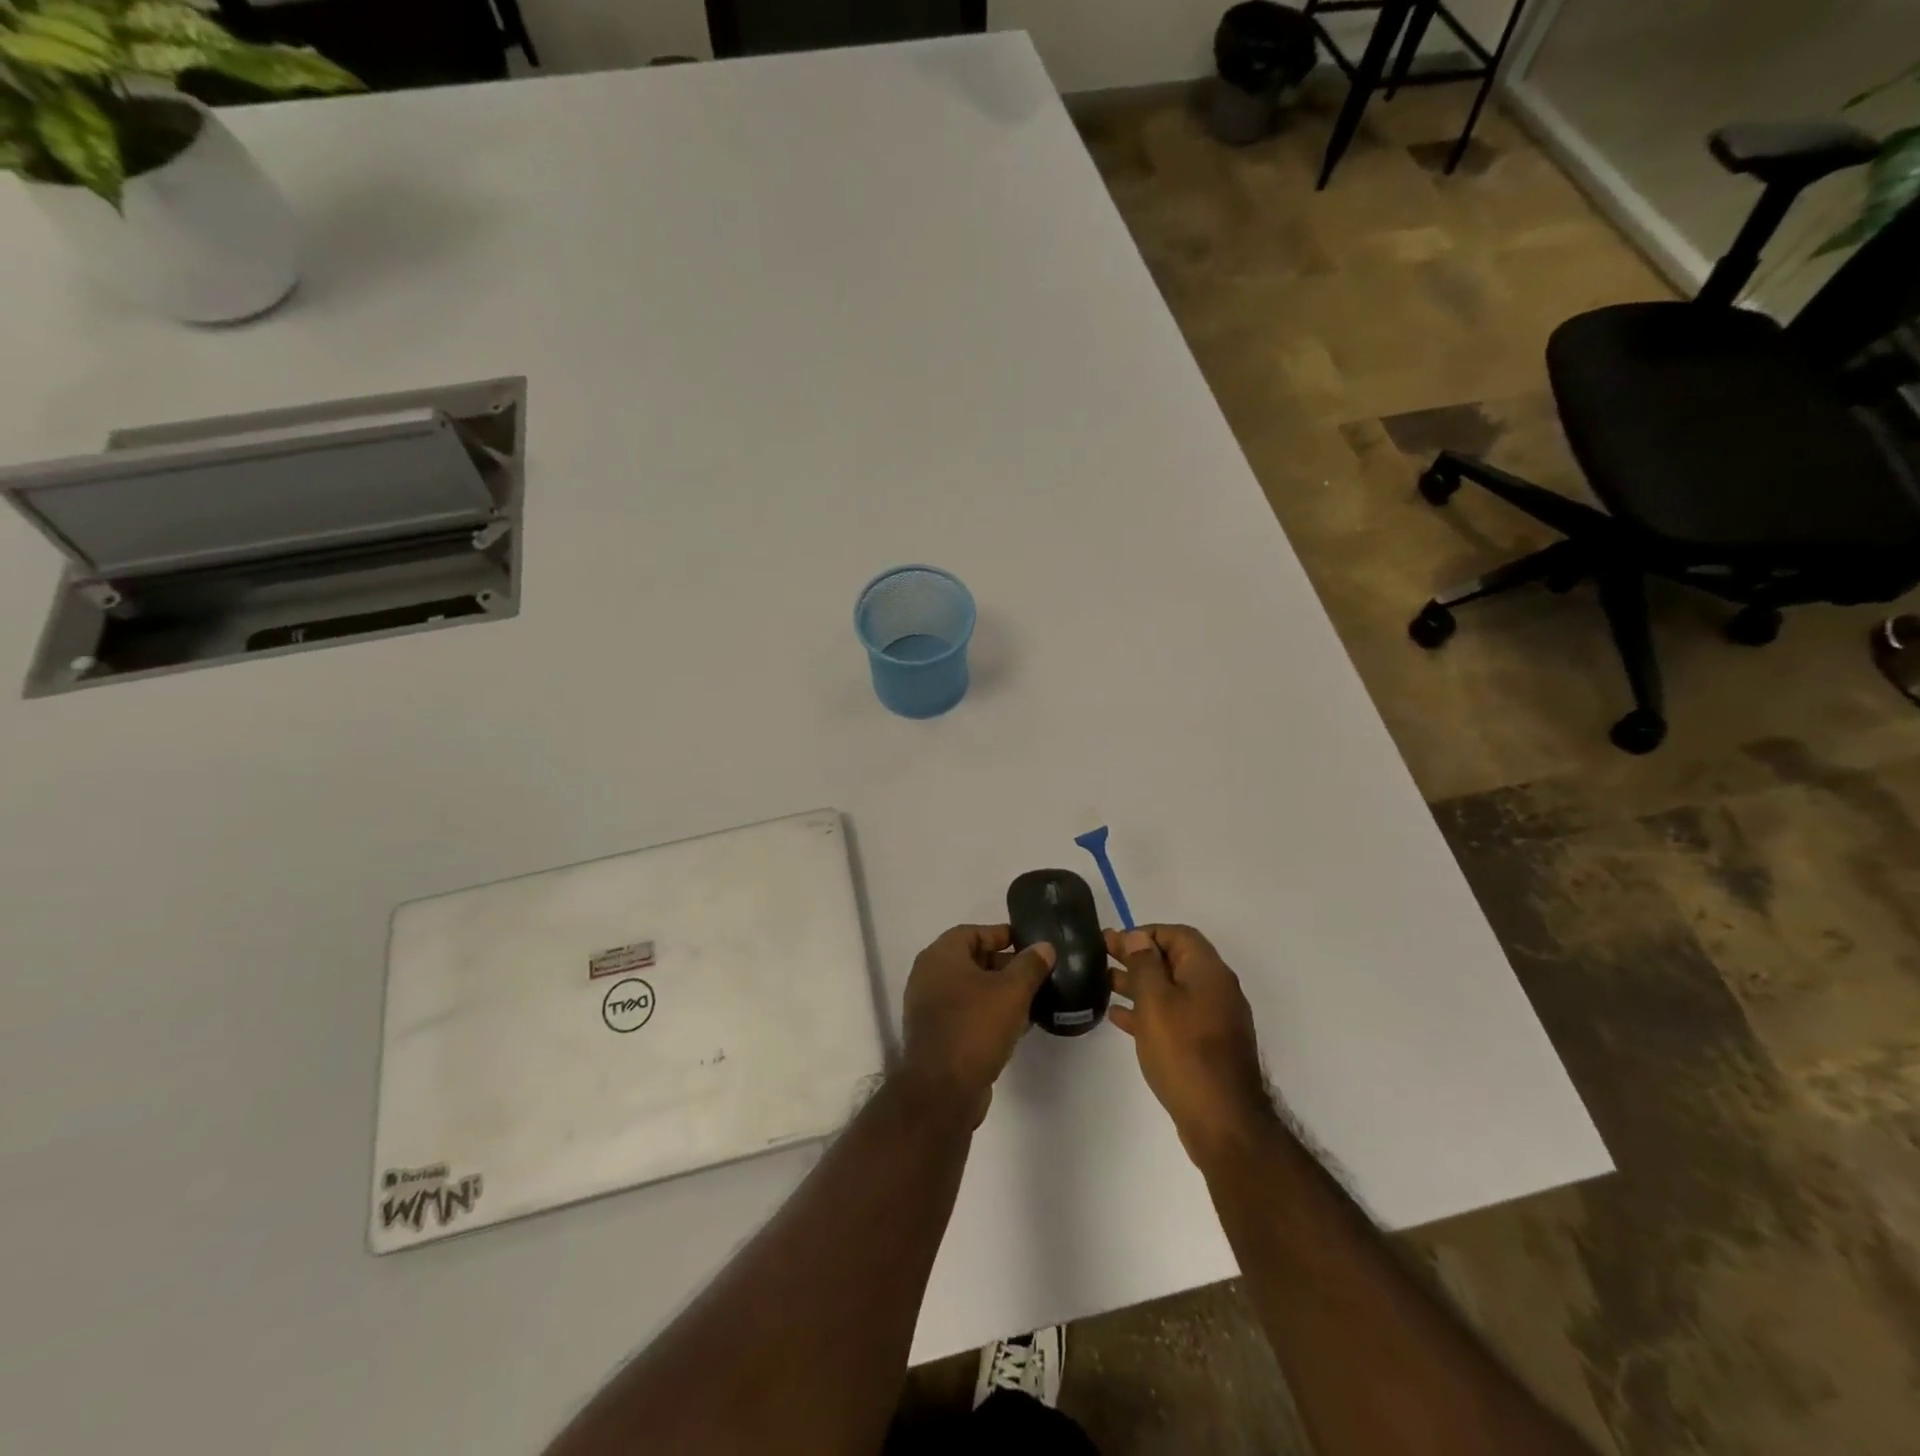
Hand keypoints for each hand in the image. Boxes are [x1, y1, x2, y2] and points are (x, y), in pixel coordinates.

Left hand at [900, 924, 1054, 1123]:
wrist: (942, 1089)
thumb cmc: (976, 1027)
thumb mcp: (1012, 991)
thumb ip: (1030, 965)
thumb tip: (1044, 947)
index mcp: (941, 956)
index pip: (973, 932)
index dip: (1002, 935)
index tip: (1029, 944)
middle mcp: (929, 976)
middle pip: (972, 960)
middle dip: (1005, 965)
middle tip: (1036, 973)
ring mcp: (929, 1007)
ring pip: (970, 989)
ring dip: (999, 992)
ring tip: (1032, 999)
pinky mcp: (936, 1034)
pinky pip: (966, 1013)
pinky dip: (988, 1013)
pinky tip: (1017, 1026)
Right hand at [1108, 925, 1274, 1166]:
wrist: (1222, 1121)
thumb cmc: (1184, 1052)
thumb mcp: (1156, 1001)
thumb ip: (1144, 964)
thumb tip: (1137, 936)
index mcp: (1208, 971)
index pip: (1177, 934)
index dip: (1145, 933)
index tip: (1115, 942)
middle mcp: (1215, 989)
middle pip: (1173, 960)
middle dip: (1137, 956)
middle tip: (1102, 955)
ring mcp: (1213, 1019)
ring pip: (1171, 989)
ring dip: (1139, 983)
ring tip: (1104, 983)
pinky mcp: (1206, 1046)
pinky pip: (1174, 1016)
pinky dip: (1148, 1011)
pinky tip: (1120, 1018)